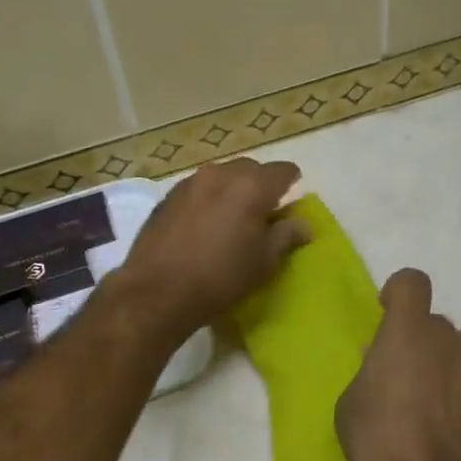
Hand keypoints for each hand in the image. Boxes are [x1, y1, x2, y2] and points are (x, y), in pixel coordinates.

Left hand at [116, 158, 309, 340]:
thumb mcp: (264, 262)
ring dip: (232, 190)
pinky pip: (198, 189)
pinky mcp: (168, 196)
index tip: (290, 204)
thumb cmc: (221, 278)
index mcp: (252, 186)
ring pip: (221, 176)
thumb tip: (303, 224)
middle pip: (250, 169)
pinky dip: (208, 199)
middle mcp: (221, 174)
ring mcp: (190, 182)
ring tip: (231, 219)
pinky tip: (204, 225)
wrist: (157, 291)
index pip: (283, 171)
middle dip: (260, 185)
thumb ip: (286, 236)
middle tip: (262, 214)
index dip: (291, 184)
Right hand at [336, 268, 460, 460]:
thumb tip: (383, 362)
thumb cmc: (381, 443)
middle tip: (411, 373)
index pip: (412, 281)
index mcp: (408, 330)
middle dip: (426, 339)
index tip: (388, 315)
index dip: (399, 293)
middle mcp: (451, 338)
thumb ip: (370, 373)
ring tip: (453, 382)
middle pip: (441, 321)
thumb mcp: (351, 405)